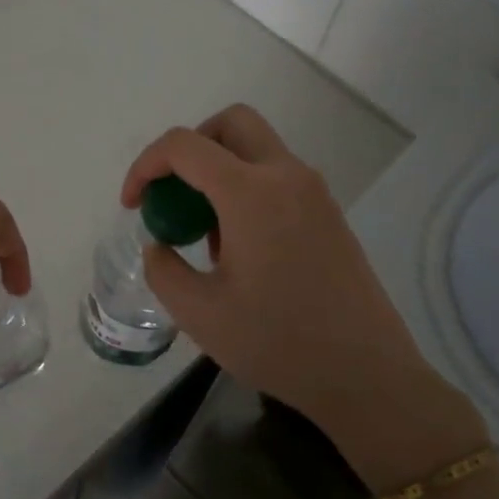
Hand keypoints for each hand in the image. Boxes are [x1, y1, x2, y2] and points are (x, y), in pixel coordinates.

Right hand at [123, 106, 486, 484]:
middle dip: (189, 147)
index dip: (146, 166)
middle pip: (231, 124)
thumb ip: (163, 269)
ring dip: (219, 171)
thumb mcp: (199, 313)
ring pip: (256, 149)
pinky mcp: (329, 213)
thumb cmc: (278, 343)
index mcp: (252, 193)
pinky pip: (277, 178)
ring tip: (204, 235)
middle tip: (171, 194)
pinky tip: (239, 249)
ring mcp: (315, 193)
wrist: (366, 374)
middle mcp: (287, 177)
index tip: (132, 205)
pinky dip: (245, 189)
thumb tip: (160, 245)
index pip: (185, 146)